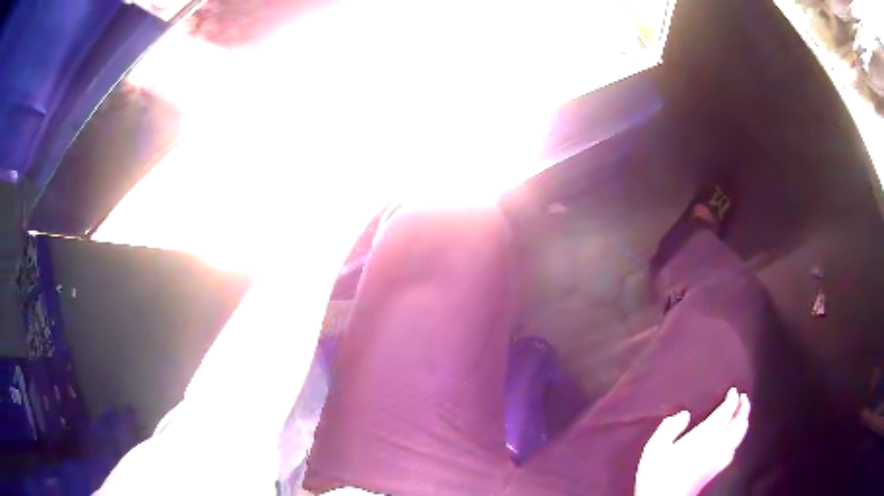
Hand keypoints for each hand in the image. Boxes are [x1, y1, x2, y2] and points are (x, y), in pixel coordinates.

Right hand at [635, 388, 750, 495]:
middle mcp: (716, 445)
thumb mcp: (655, 448)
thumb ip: (669, 428)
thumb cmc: (657, 475)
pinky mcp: (716, 470)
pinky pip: (733, 451)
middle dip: (743, 409)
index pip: (725, 413)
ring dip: (743, 422)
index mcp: (704, 436)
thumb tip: (684, 415)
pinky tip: (734, 443)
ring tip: (744, 415)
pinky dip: (737, 441)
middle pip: (738, 423)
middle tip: (744, 398)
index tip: (733, 391)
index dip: (732, 400)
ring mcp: (718, 459)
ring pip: (739, 437)